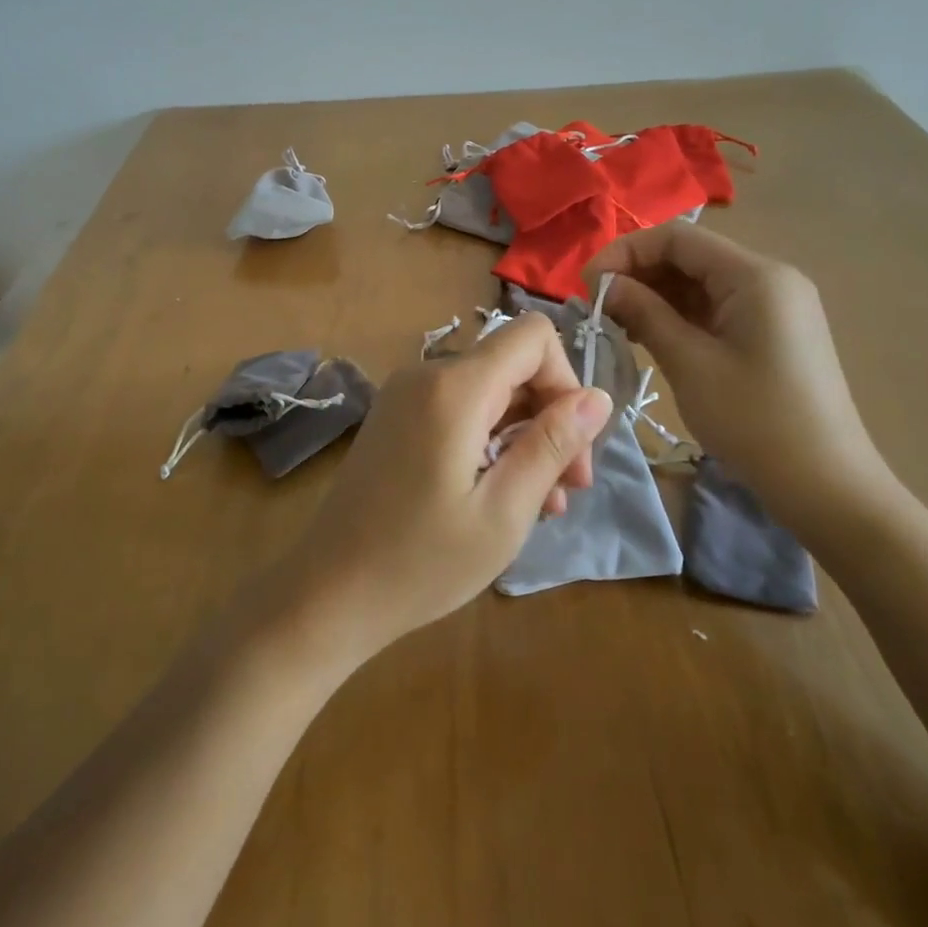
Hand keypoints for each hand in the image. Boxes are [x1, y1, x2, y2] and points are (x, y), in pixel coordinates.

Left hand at [260, 314, 612, 669]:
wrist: (329, 590)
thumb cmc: (420, 562)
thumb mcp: (503, 512)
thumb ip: (551, 446)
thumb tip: (598, 397)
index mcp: (454, 388)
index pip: (533, 336)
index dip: (565, 381)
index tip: (572, 446)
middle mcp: (427, 373)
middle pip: (512, 365)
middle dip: (549, 418)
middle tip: (565, 491)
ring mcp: (405, 393)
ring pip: (489, 390)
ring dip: (522, 436)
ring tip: (537, 505)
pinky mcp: (395, 415)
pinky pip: (459, 407)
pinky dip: (488, 438)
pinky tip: (497, 493)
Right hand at [586, 224, 899, 538]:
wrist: (827, 486)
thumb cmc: (754, 420)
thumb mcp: (689, 363)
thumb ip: (644, 313)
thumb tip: (605, 285)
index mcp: (755, 275)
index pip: (677, 238)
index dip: (625, 252)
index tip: (587, 285)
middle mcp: (767, 278)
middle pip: (688, 255)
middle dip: (637, 274)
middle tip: (597, 307)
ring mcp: (772, 305)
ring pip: (698, 282)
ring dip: (654, 295)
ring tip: (615, 323)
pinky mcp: (770, 331)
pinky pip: (714, 306)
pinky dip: (677, 315)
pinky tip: (646, 335)